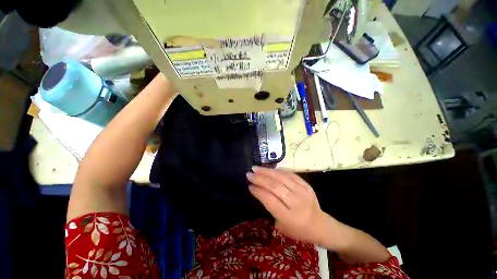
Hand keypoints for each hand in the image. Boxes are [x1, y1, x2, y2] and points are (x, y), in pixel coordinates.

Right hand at [247, 166, 326, 243]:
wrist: (320, 225)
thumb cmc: (298, 230)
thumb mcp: (281, 225)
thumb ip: (271, 207)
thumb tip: (260, 189)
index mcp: (290, 217)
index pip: (270, 200)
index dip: (258, 191)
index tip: (249, 186)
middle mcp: (297, 203)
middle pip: (275, 187)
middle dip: (260, 179)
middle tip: (249, 174)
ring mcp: (303, 191)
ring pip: (282, 177)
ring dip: (267, 171)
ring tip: (256, 168)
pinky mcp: (306, 185)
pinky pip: (290, 174)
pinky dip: (278, 170)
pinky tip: (270, 169)